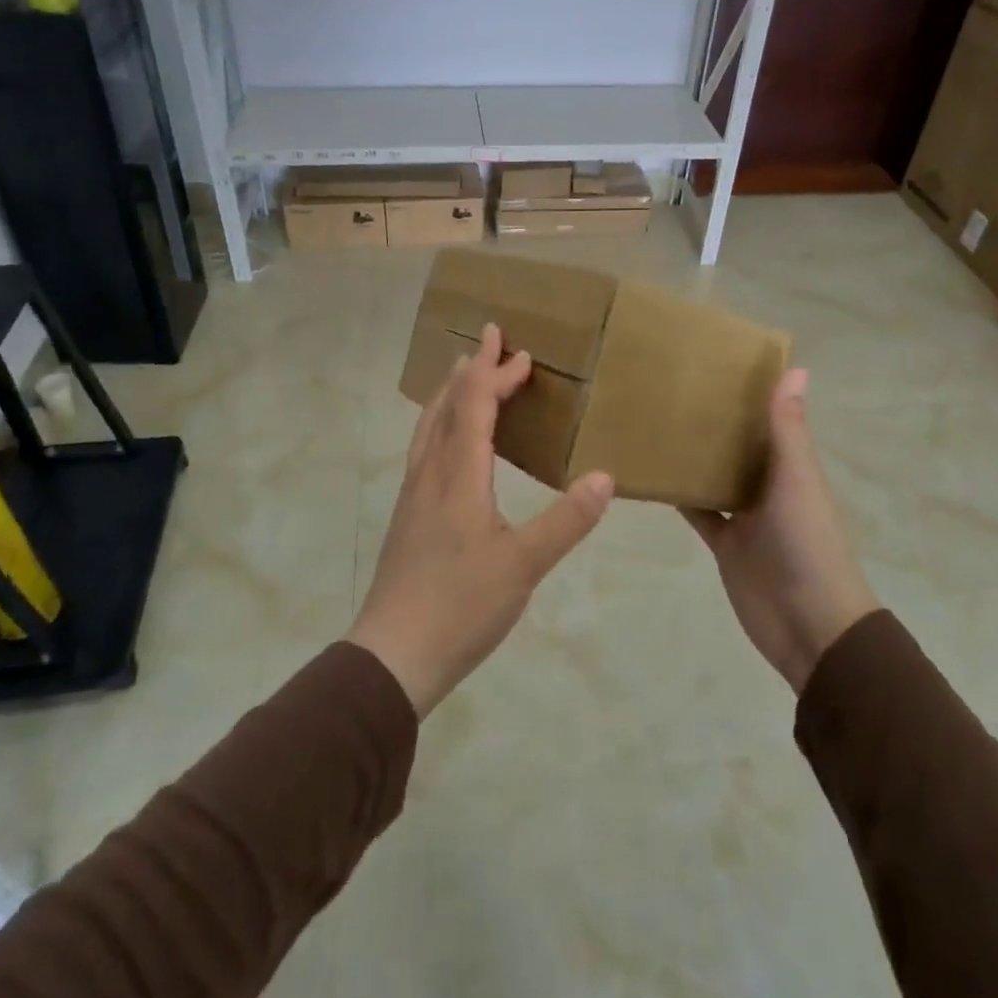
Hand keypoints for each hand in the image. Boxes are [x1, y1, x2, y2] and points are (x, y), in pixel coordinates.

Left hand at [348, 323, 614, 717]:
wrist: (393, 653)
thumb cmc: (461, 605)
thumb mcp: (524, 565)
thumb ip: (567, 520)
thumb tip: (605, 476)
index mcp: (458, 474)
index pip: (475, 405)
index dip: (495, 373)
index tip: (517, 350)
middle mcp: (430, 472)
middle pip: (447, 405)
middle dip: (471, 371)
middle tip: (492, 344)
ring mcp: (413, 493)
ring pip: (429, 425)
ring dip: (450, 394)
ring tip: (464, 376)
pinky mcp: (408, 515)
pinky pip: (425, 447)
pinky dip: (441, 423)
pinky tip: (448, 442)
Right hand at [683, 369, 878, 693]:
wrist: (809, 626)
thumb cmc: (808, 545)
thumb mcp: (797, 481)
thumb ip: (788, 431)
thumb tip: (796, 369)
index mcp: (792, 468)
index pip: (770, 421)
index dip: (750, 394)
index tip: (716, 362)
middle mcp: (769, 486)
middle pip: (739, 447)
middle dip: (714, 422)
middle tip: (671, 388)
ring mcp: (745, 516)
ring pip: (716, 476)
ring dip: (694, 455)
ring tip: (654, 421)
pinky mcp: (724, 543)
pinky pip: (697, 511)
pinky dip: (679, 494)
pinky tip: (649, 473)